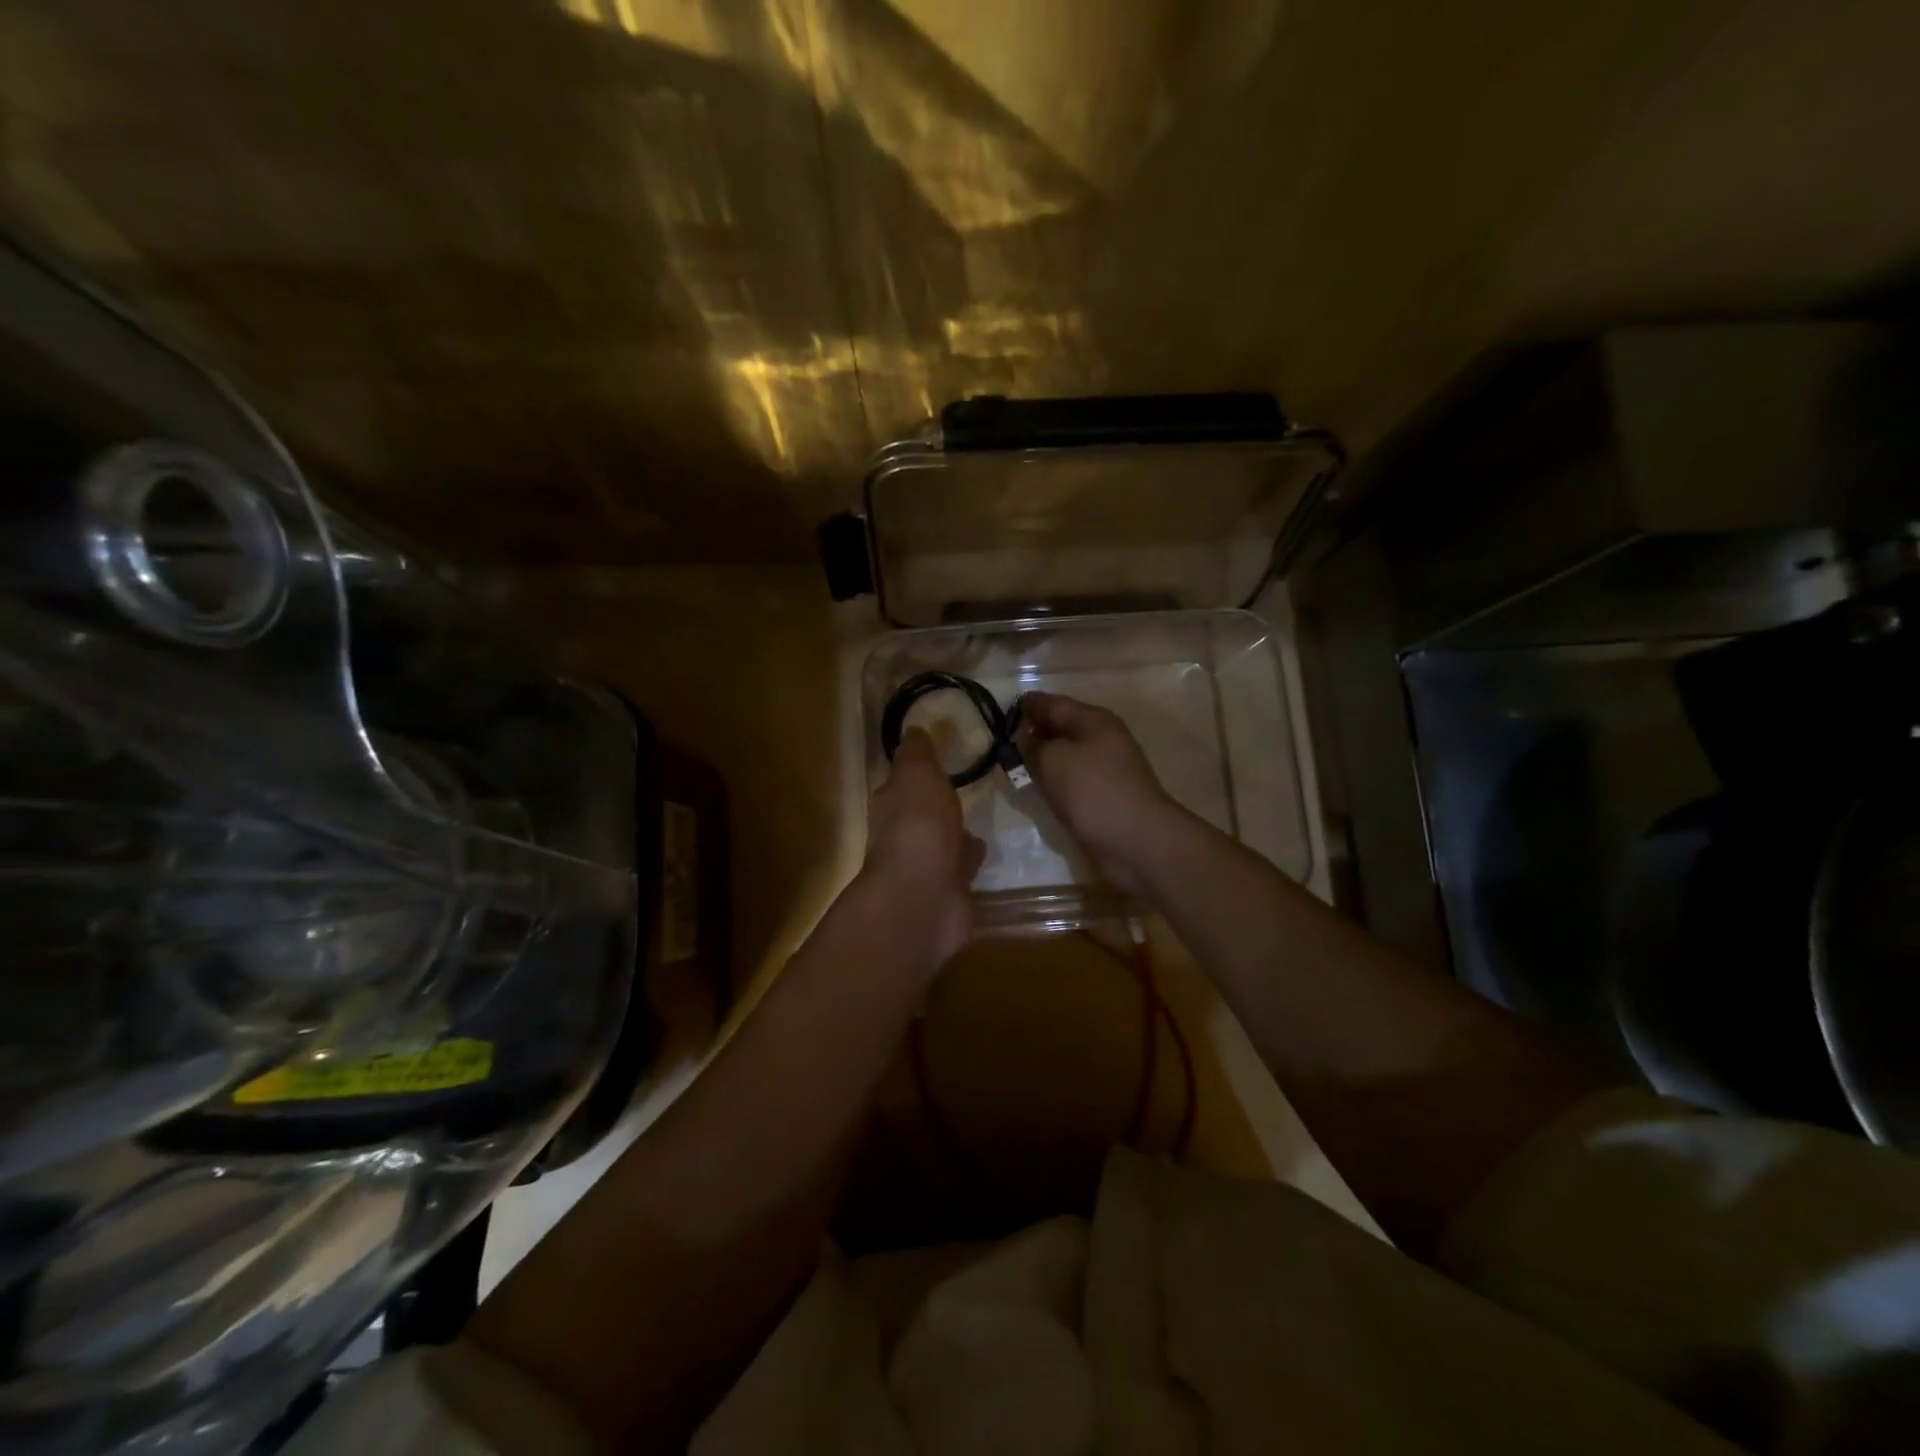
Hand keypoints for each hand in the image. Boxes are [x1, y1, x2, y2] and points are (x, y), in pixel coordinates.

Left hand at [860, 729, 986, 969]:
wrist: (924, 896)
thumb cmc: (918, 827)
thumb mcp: (916, 775)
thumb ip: (917, 754)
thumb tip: (913, 730)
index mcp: (891, 805)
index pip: (901, 782)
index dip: (917, 770)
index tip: (939, 756)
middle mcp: (903, 835)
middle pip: (922, 813)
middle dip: (938, 803)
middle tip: (967, 786)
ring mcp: (926, 866)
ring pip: (944, 840)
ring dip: (957, 831)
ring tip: (982, 816)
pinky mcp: (949, 890)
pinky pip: (962, 867)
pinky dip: (971, 858)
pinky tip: (988, 847)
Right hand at [1016, 692, 1179, 893]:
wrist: (1136, 840)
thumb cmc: (1093, 791)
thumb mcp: (1053, 760)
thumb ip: (1031, 745)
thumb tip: (1022, 739)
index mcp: (1093, 720)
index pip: (1052, 703)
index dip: (1026, 706)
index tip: (998, 715)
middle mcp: (1101, 739)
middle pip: (1060, 728)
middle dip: (1032, 732)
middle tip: (1000, 741)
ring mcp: (1105, 769)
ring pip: (1065, 755)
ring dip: (1042, 758)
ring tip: (1012, 764)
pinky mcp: (1103, 796)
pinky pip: (1071, 780)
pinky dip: (1053, 780)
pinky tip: (1037, 788)